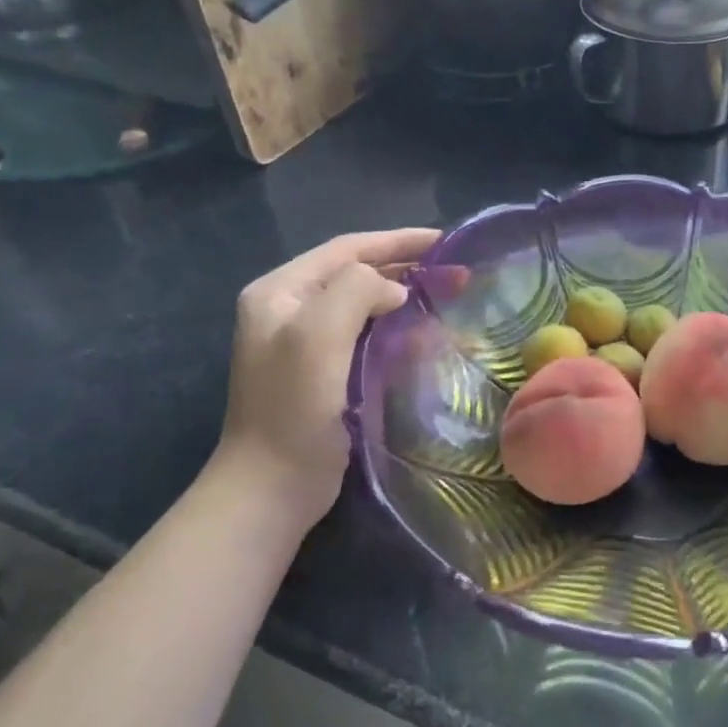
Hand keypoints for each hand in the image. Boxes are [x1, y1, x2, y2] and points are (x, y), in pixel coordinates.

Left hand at [214, 228, 439, 528]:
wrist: (272, 486)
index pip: (345, 250)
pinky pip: (366, 333)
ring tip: (446, 294)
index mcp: (280, 291)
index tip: (445, 241)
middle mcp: (288, 309)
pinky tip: (423, 332)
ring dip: (403, 294)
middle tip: (455, 271)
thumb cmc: (294, 407)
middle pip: (354, 273)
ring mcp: (303, 342)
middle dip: (405, 266)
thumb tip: (394, 290)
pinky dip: (396, 325)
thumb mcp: (318, 334)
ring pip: (363, 303)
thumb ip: (356, 289)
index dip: (396, 240)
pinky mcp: (323, 371)